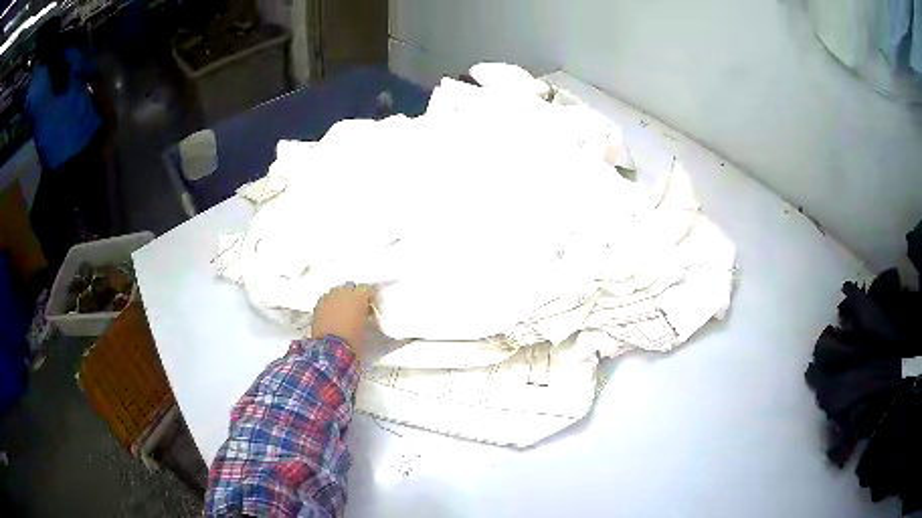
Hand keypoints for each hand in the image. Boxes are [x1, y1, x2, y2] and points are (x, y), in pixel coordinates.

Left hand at [311, 283, 374, 356]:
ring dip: (340, 299)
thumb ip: (364, 314)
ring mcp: (329, 297)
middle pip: (350, 287)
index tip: (369, 306)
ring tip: (341, 311)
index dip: (368, 298)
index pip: (367, 290)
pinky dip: (330, 304)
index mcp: (359, 296)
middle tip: (355, 308)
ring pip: (336, 292)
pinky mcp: (318, 304)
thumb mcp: (364, 326)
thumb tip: (363, 312)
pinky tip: (331, 314)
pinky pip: (326, 299)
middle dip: (352, 295)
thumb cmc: (353, 340)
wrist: (330, 349)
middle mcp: (343, 292)